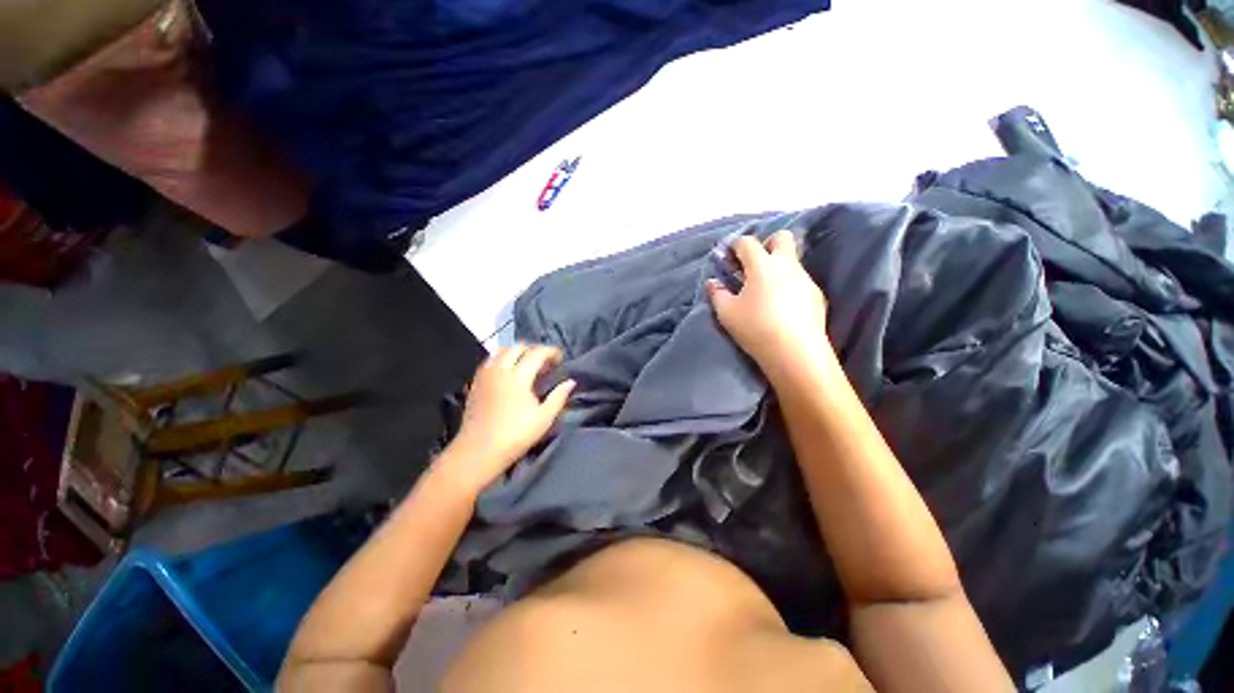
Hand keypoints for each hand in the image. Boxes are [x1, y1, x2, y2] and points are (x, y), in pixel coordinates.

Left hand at [442, 344, 575, 493]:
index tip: (560, 358)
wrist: (478, 451)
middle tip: (545, 362)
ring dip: (517, 352)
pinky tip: (509, 373)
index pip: (536, 353)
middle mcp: (499, 370)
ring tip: (528, 365)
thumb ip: (558, 397)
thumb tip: (570, 382)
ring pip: (501, 351)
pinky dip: (503, 359)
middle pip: (517, 347)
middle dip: (534, 349)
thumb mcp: (543, 419)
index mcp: (518, 377)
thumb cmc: (515, 436)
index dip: (550, 352)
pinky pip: (491, 361)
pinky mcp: (475, 383)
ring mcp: (485, 375)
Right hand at [708, 231, 832, 383]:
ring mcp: (805, 279)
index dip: (735, 246)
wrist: (796, 352)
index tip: (729, 259)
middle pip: (781, 237)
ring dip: (778, 267)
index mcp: (762, 265)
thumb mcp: (727, 313)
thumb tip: (712, 283)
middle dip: (766, 244)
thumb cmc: (756, 328)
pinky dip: (789, 285)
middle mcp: (787, 265)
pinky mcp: (817, 296)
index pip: (747, 242)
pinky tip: (782, 307)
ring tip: (766, 292)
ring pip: (792, 261)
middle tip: (754, 266)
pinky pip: (800, 280)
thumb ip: (717, 294)